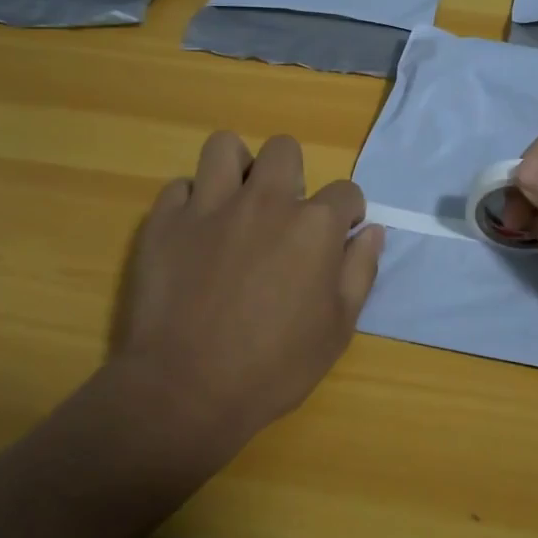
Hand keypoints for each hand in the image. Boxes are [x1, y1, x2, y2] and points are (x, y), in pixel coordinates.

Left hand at [104, 131, 383, 449]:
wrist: (186, 390)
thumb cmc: (273, 367)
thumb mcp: (337, 329)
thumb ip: (360, 271)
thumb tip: (373, 232)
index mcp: (314, 225)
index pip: (346, 192)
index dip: (348, 213)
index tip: (339, 236)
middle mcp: (265, 201)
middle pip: (284, 149)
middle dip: (291, 174)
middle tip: (283, 214)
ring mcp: (210, 206)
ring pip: (224, 148)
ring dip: (236, 168)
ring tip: (235, 201)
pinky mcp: (165, 222)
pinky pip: (179, 187)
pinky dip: (190, 203)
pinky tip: (194, 233)